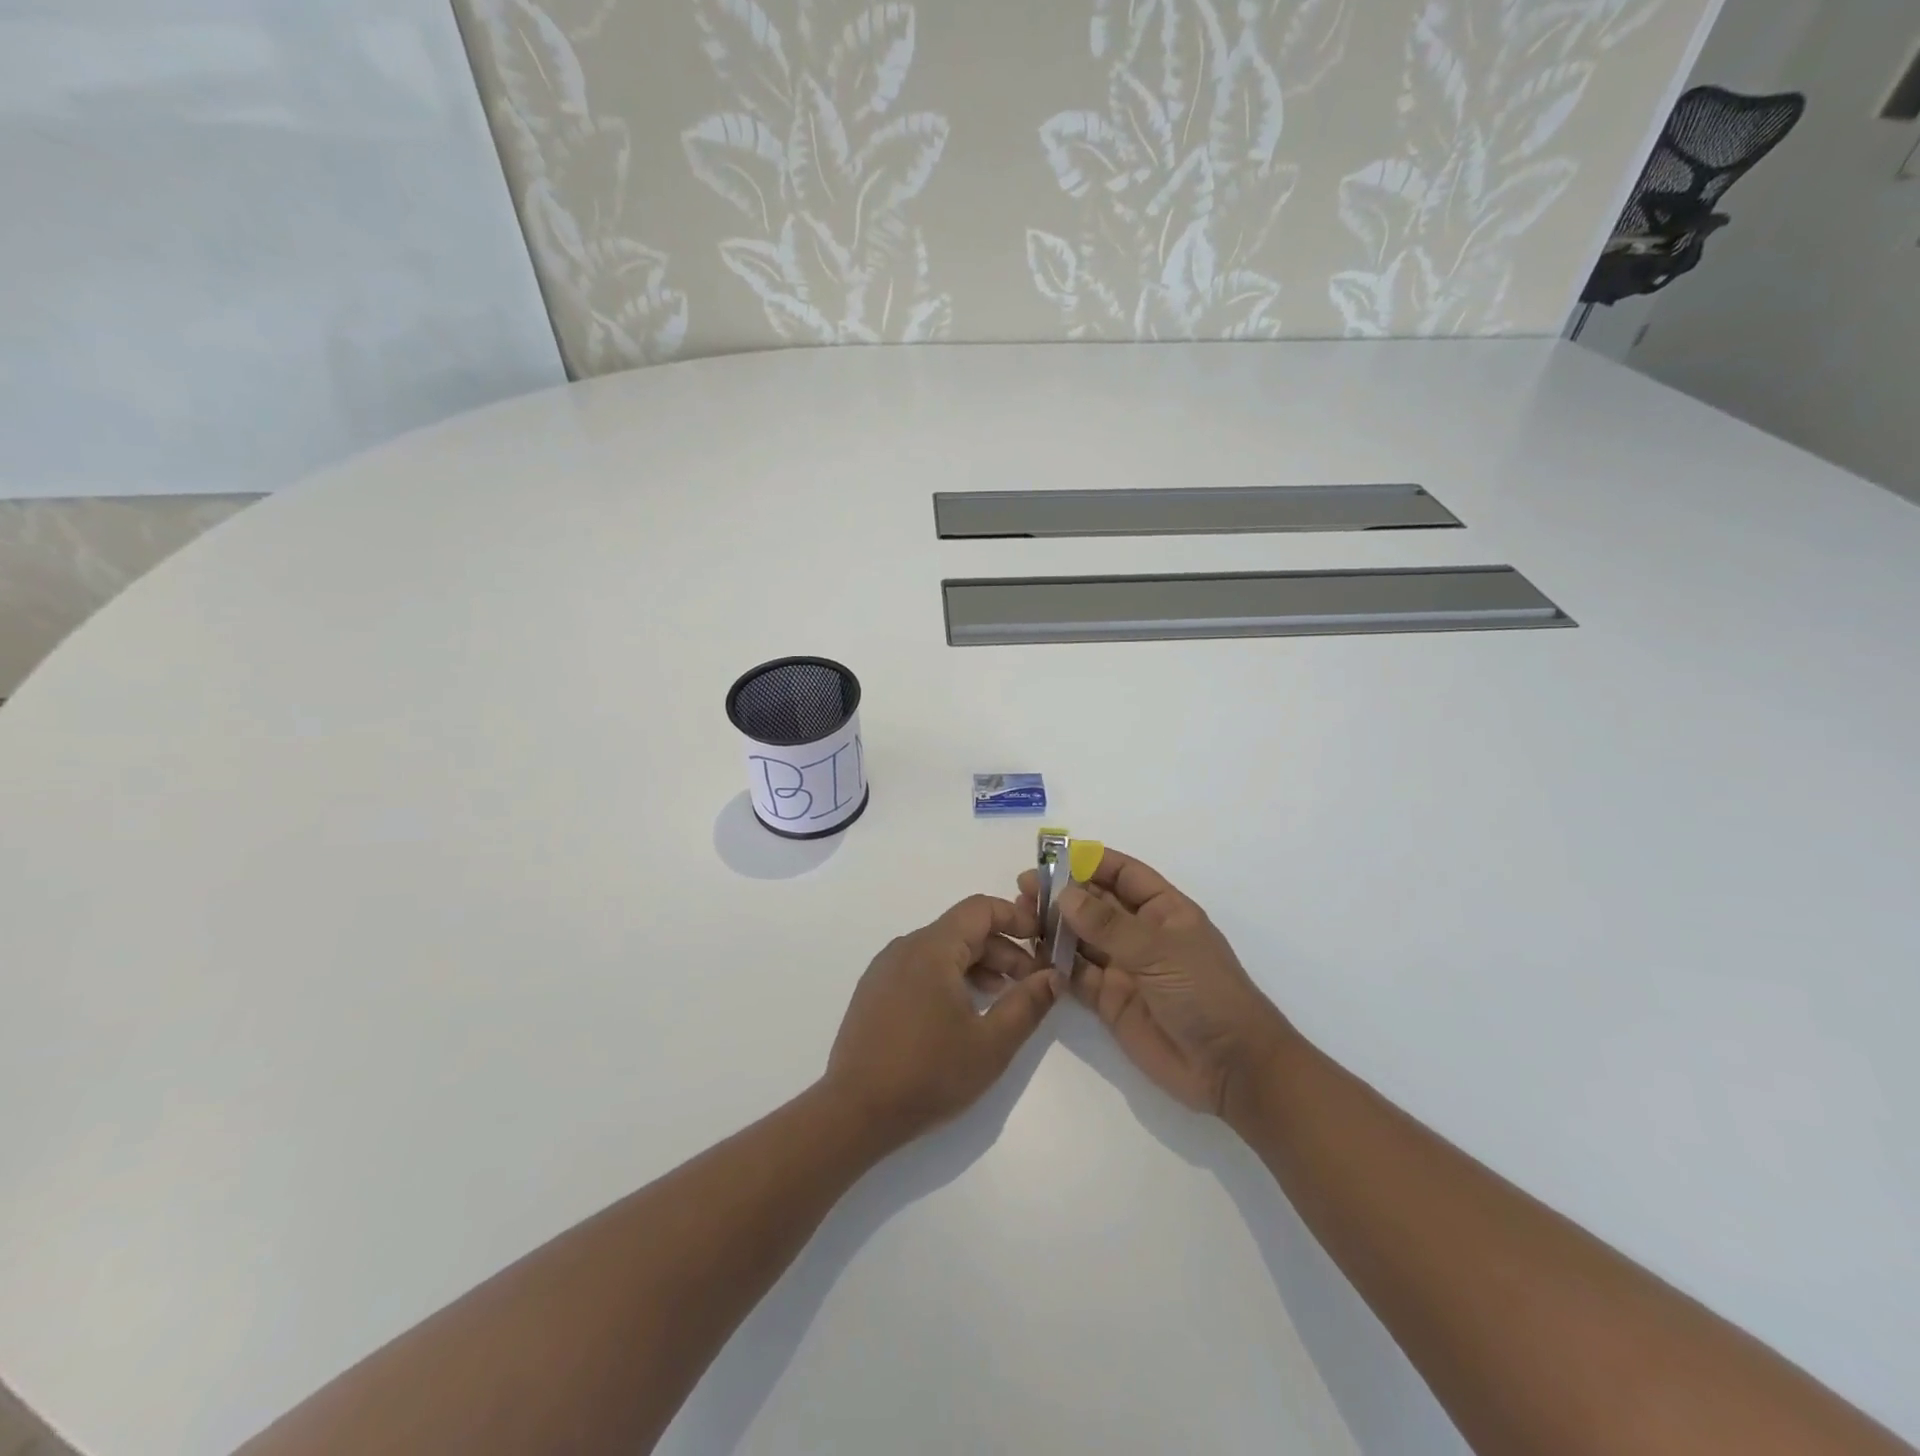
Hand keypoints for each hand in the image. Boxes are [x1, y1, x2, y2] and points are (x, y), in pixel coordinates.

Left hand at [822, 895, 1058, 1148]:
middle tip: (1032, 983)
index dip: (1017, 918)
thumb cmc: (928, 1074)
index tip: (1044, 942)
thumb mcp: (991, 1043)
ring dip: (978, 966)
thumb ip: (1028, 1004)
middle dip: (1003, 950)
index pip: (980, 909)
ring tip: (1003, 1000)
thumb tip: (1055, 975)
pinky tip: (962, 1014)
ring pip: (942, 951)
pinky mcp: (874, 992)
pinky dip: (950, 978)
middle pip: (963, 930)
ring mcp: (885, 969)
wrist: (854, 1112)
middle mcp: (906, 947)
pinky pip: (920, 969)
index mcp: (932, 948)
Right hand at [1018, 849, 1290, 1116]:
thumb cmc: (1205, 993)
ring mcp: (1125, 967)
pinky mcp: (1110, 1001)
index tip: (1053, 856)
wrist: (1231, 1067)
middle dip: (1062, 893)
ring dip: (1054, 926)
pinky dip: (1055, 964)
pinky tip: (1031, 954)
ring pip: (1081, 938)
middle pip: (1096, 904)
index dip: (1091, 862)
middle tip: (1024, 888)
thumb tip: (1064, 894)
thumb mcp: (1159, 950)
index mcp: (1164, 910)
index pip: (1124, 874)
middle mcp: (1141, 934)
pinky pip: (1077, 975)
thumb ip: (1108, 925)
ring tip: (1020, 916)